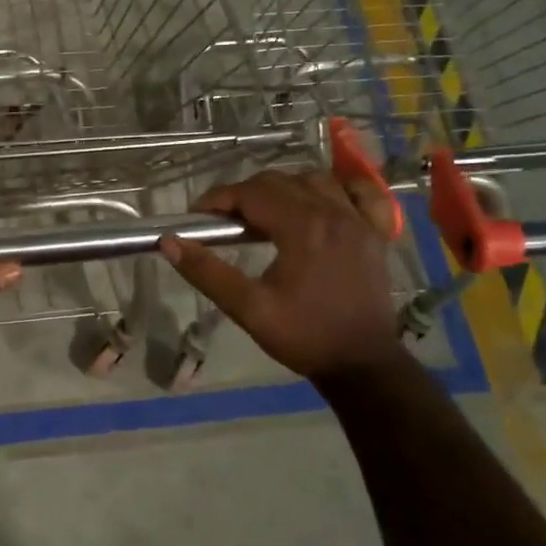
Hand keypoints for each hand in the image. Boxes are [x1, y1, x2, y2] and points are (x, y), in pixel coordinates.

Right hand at [159, 170, 400, 381]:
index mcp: (302, 228)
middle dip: (245, 194)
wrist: (362, 365)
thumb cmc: (304, 337)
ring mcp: (359, 220)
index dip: (219, 199)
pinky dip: (337, 189)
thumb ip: (207, 272)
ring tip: (265, 214)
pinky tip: (321, 202)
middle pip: (279, 181)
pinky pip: (360, 192)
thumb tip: (170, 242)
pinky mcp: (376, 232)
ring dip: (284, 188)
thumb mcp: (248, 309)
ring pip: (314, 180)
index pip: (251, 193)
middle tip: (225, 222)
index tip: (198, 216)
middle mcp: (332, 213)